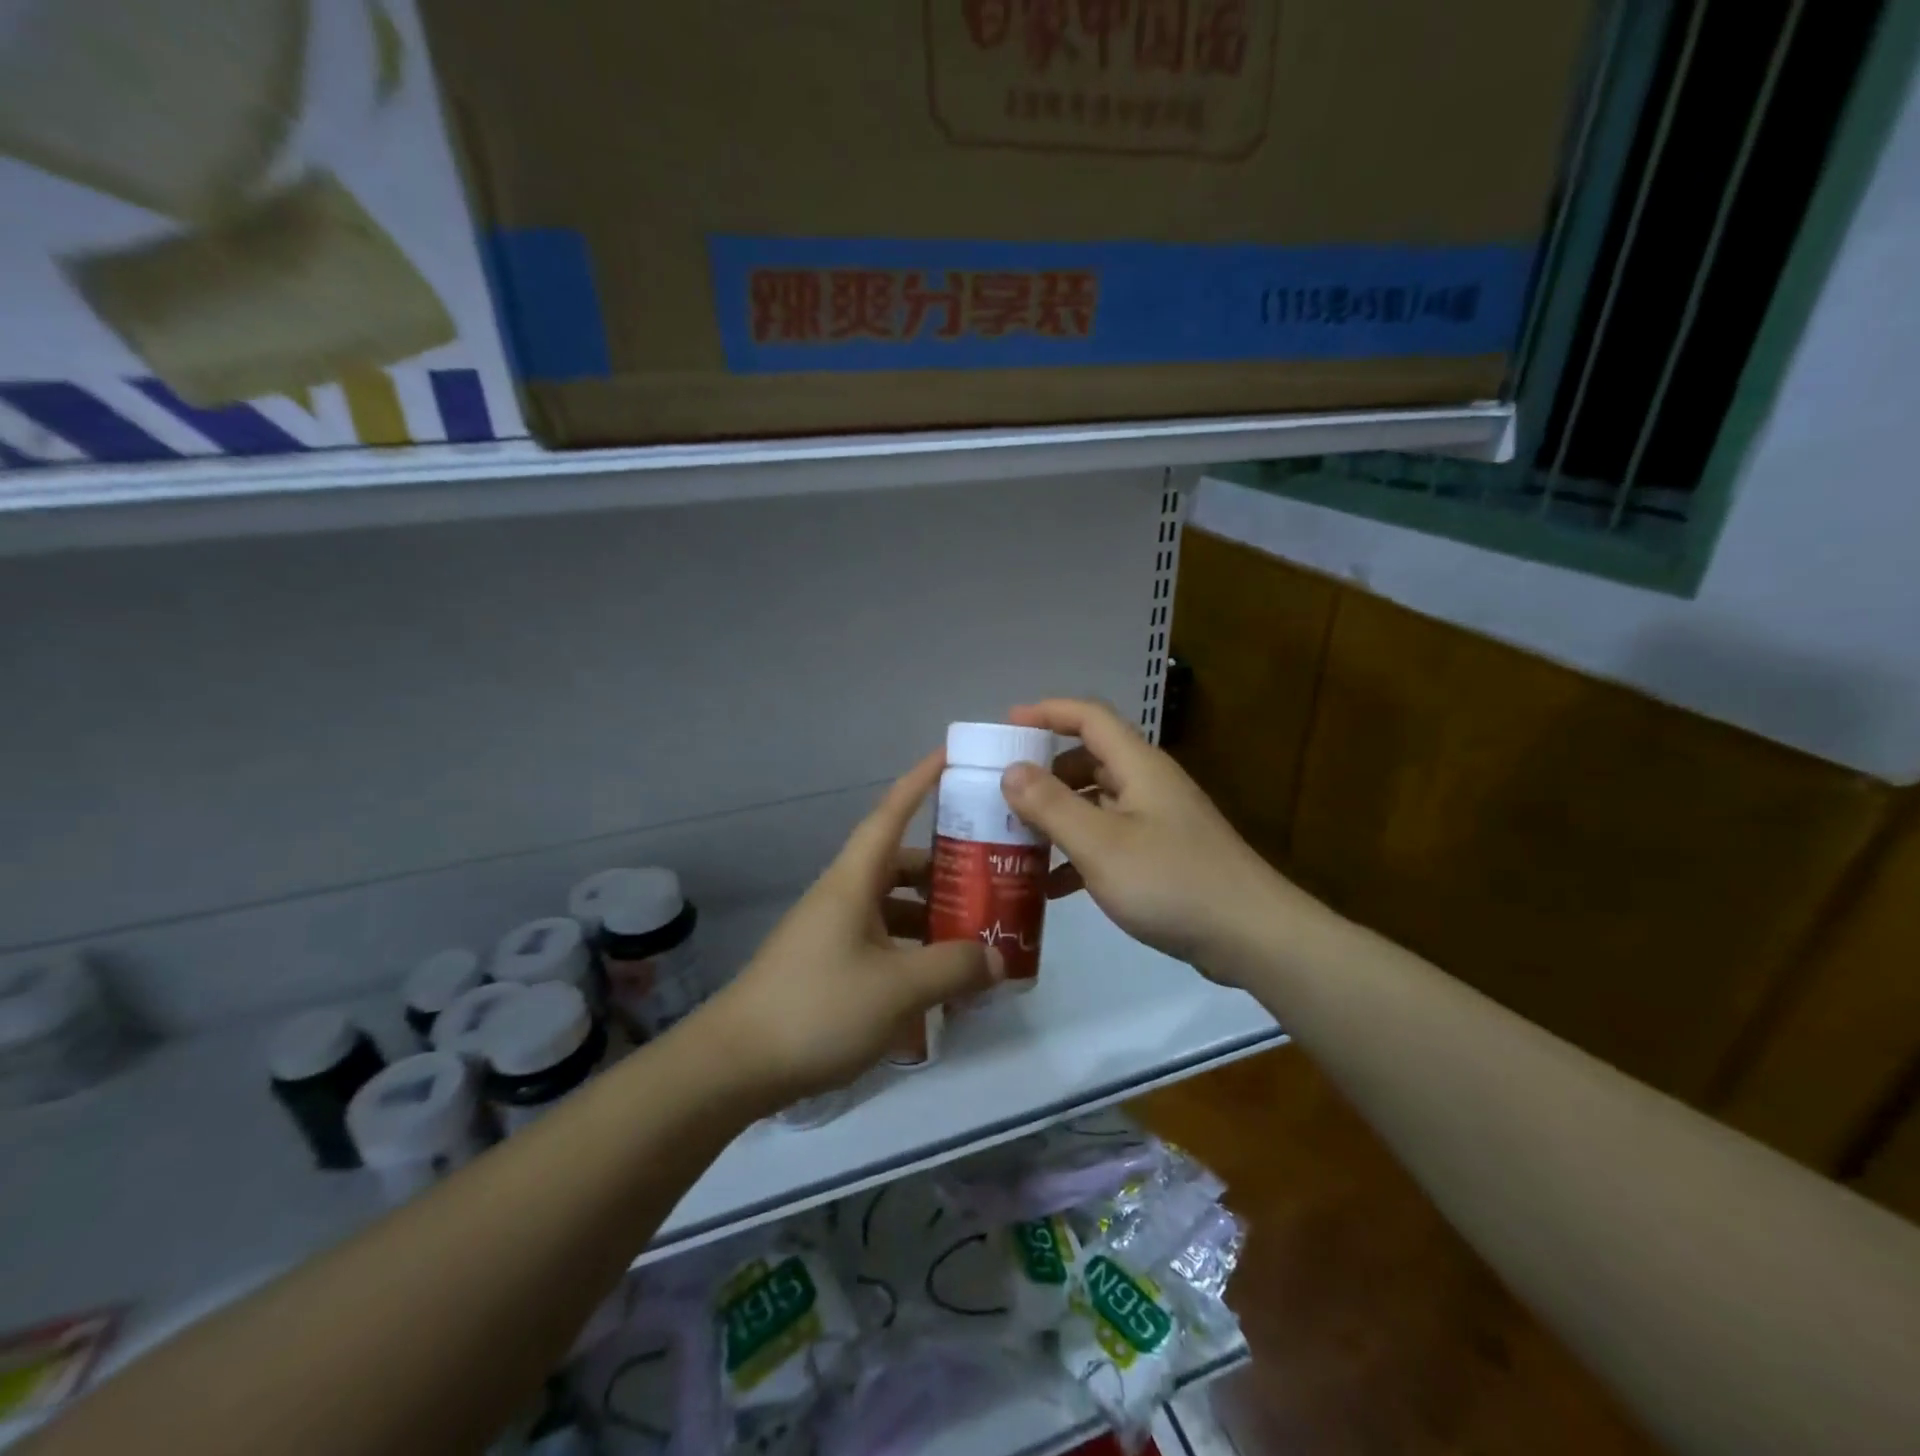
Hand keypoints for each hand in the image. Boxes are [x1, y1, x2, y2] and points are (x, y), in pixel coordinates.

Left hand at [702, 752, 1003, 1100]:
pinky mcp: (827, 967)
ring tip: (976, 935)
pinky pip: (881, 943)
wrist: (734, 1066)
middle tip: (992, 876)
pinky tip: (937, 982)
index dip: (920, 781)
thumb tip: (997, 957)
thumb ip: (954, 967)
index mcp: (853, 881)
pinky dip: (912, 951)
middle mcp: (842, 897)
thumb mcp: (898, 988)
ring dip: (931, 915)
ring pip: (892, 907)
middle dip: (943, 867)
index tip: (951, 755)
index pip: (890, 813)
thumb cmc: (818, 1008)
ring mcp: (832, 933)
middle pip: (899, 865)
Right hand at [1002, 698, 1307, 981]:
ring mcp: (1157, 821)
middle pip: (1089, 759)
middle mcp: (1148, 785)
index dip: (1047, 712)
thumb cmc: (1172, 882)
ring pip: (1096, 803)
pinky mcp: (1162, 856)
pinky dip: (1078, 853)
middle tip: (1003, 793)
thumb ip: (1052, 805)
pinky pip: (1109, 840)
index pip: (1089, 717)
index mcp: (1138, 766)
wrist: (1252, 937)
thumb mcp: (1101, 844)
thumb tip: (1011, 769)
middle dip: (1044, 772)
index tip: (1006, 726)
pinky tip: (1051, 886)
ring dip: (1058, 816)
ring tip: (1016, 839)